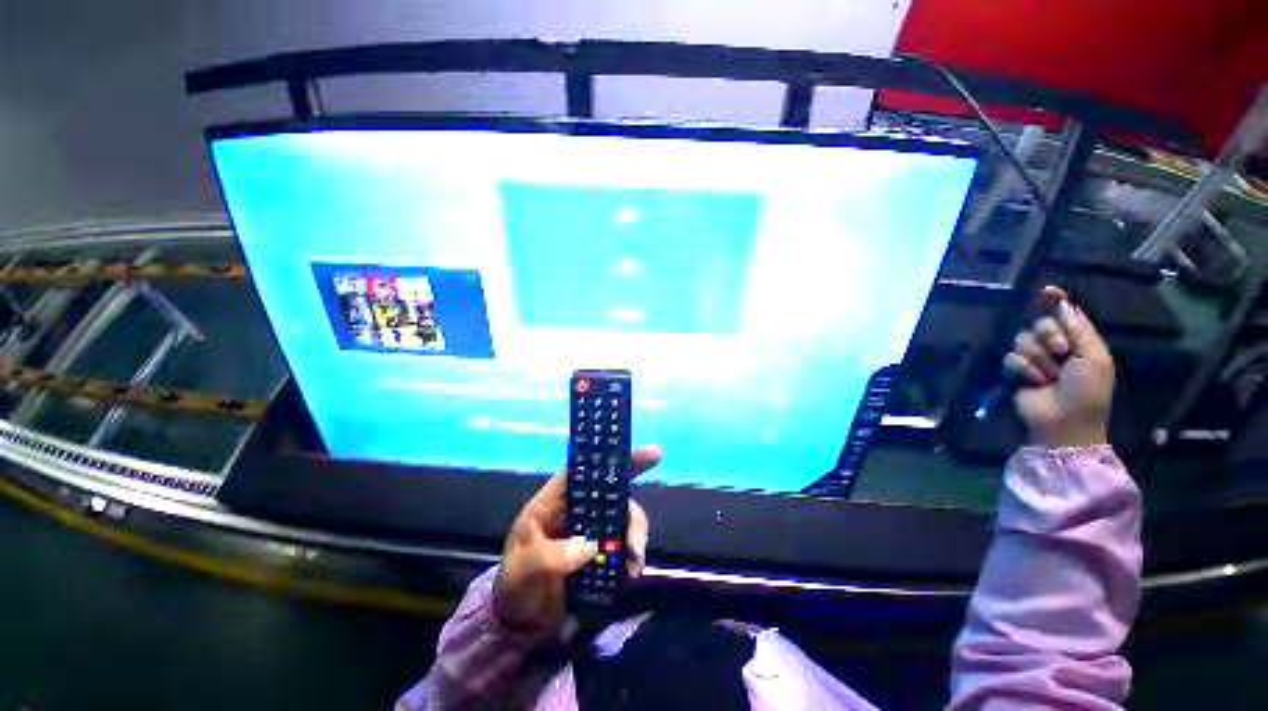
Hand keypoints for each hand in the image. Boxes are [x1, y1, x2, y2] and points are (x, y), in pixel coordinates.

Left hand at [493, 447, 661, 630]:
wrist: (521, 620)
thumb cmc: (516, 584)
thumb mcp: (522, 570)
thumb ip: (548, 558)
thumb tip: (589, 547)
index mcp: (555, 501)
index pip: (584, 470)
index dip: (612, 457)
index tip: (650, 454)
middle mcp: (578, 508)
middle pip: (614, 494)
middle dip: (632, 513)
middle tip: (636, 543)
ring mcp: (592, 528)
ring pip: (625, 518)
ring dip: (635, 537)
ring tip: (633, 564)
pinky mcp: (602, 549)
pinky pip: (625, 543)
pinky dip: (633, 555)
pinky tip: (631, 573)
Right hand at [1005, 286, 1114, 448]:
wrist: (1065, 422)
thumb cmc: (1088, 392)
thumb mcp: (1094, 358)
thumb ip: (1079, 329)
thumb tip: (1062, 303)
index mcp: (1079, 340)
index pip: (1064, 313)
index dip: (1054, 300)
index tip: (1046, 292)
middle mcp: (1055, 346)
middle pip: (1041, 323)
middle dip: (1049, 336)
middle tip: (1062, 353)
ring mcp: (1034, 359)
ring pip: (1023, 340)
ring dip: (1038, 358)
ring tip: (1049, 376)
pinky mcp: (1015, 372)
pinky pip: (1011, 358)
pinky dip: (1024, 371)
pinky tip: (1034, 383)